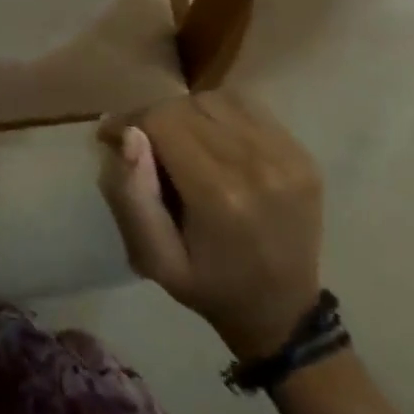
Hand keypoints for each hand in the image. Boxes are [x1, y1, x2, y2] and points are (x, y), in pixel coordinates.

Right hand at [98, 92, 323, 360]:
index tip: (111, 136)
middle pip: (187, 106)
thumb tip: (128, 133)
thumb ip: (133, 196)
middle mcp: (257, 165)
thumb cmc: (210, 286)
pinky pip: (247, 107)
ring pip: (215, 100)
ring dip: (187, 113)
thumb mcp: (156, 259)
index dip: (130, 121)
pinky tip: (213, 139)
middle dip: (156, 118)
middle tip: (144, 143)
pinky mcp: (302, 154)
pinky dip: (220, 114)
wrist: (284, 313)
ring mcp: (286, 156)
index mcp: (219, 195)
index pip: (162, 121)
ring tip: (180, 142)